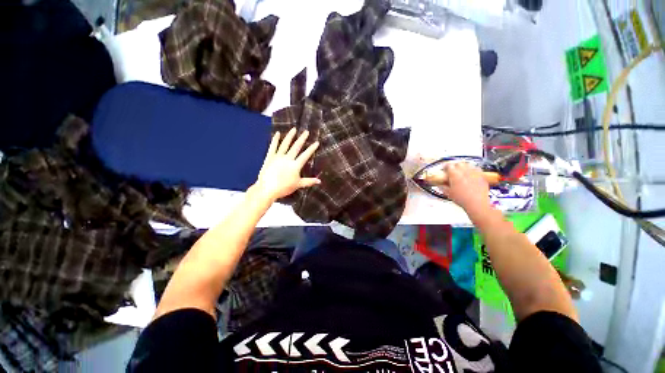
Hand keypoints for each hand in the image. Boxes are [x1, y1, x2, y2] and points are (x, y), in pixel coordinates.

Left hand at [251, 128, 319, 200]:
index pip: (305, 155)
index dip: (311, 148)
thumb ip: (309, 181)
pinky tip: (277, 133)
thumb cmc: (284, 188)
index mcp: (295, 165)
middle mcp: (288, 159)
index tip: (316, 142)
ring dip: (290, 136)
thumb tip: (319, 181)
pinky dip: (275, 140)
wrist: (267, 189)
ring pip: (285, 144)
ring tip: (294, 129)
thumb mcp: (298, 185)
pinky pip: (273, 147)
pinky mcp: (270, 157)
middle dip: (302, 139)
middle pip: (296, 147)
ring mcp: (278, 157)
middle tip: (306, 132)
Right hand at [439, 162, 491, 212]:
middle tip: (452, 170)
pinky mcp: (482, 175)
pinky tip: (472, 173)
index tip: (444, 169)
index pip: (448, 166)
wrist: (476, 203)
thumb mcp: (448, 193)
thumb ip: (443, 187)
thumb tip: (440, 185)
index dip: (445, 167)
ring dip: (464, 166)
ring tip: (462, 171)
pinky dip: (473, 169)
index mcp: (454, 174)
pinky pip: (477, 168)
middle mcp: (464, 171)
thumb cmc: (462, 199)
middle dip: (455, 166)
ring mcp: (474, 172)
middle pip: (458, 163)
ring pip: (468, 164)